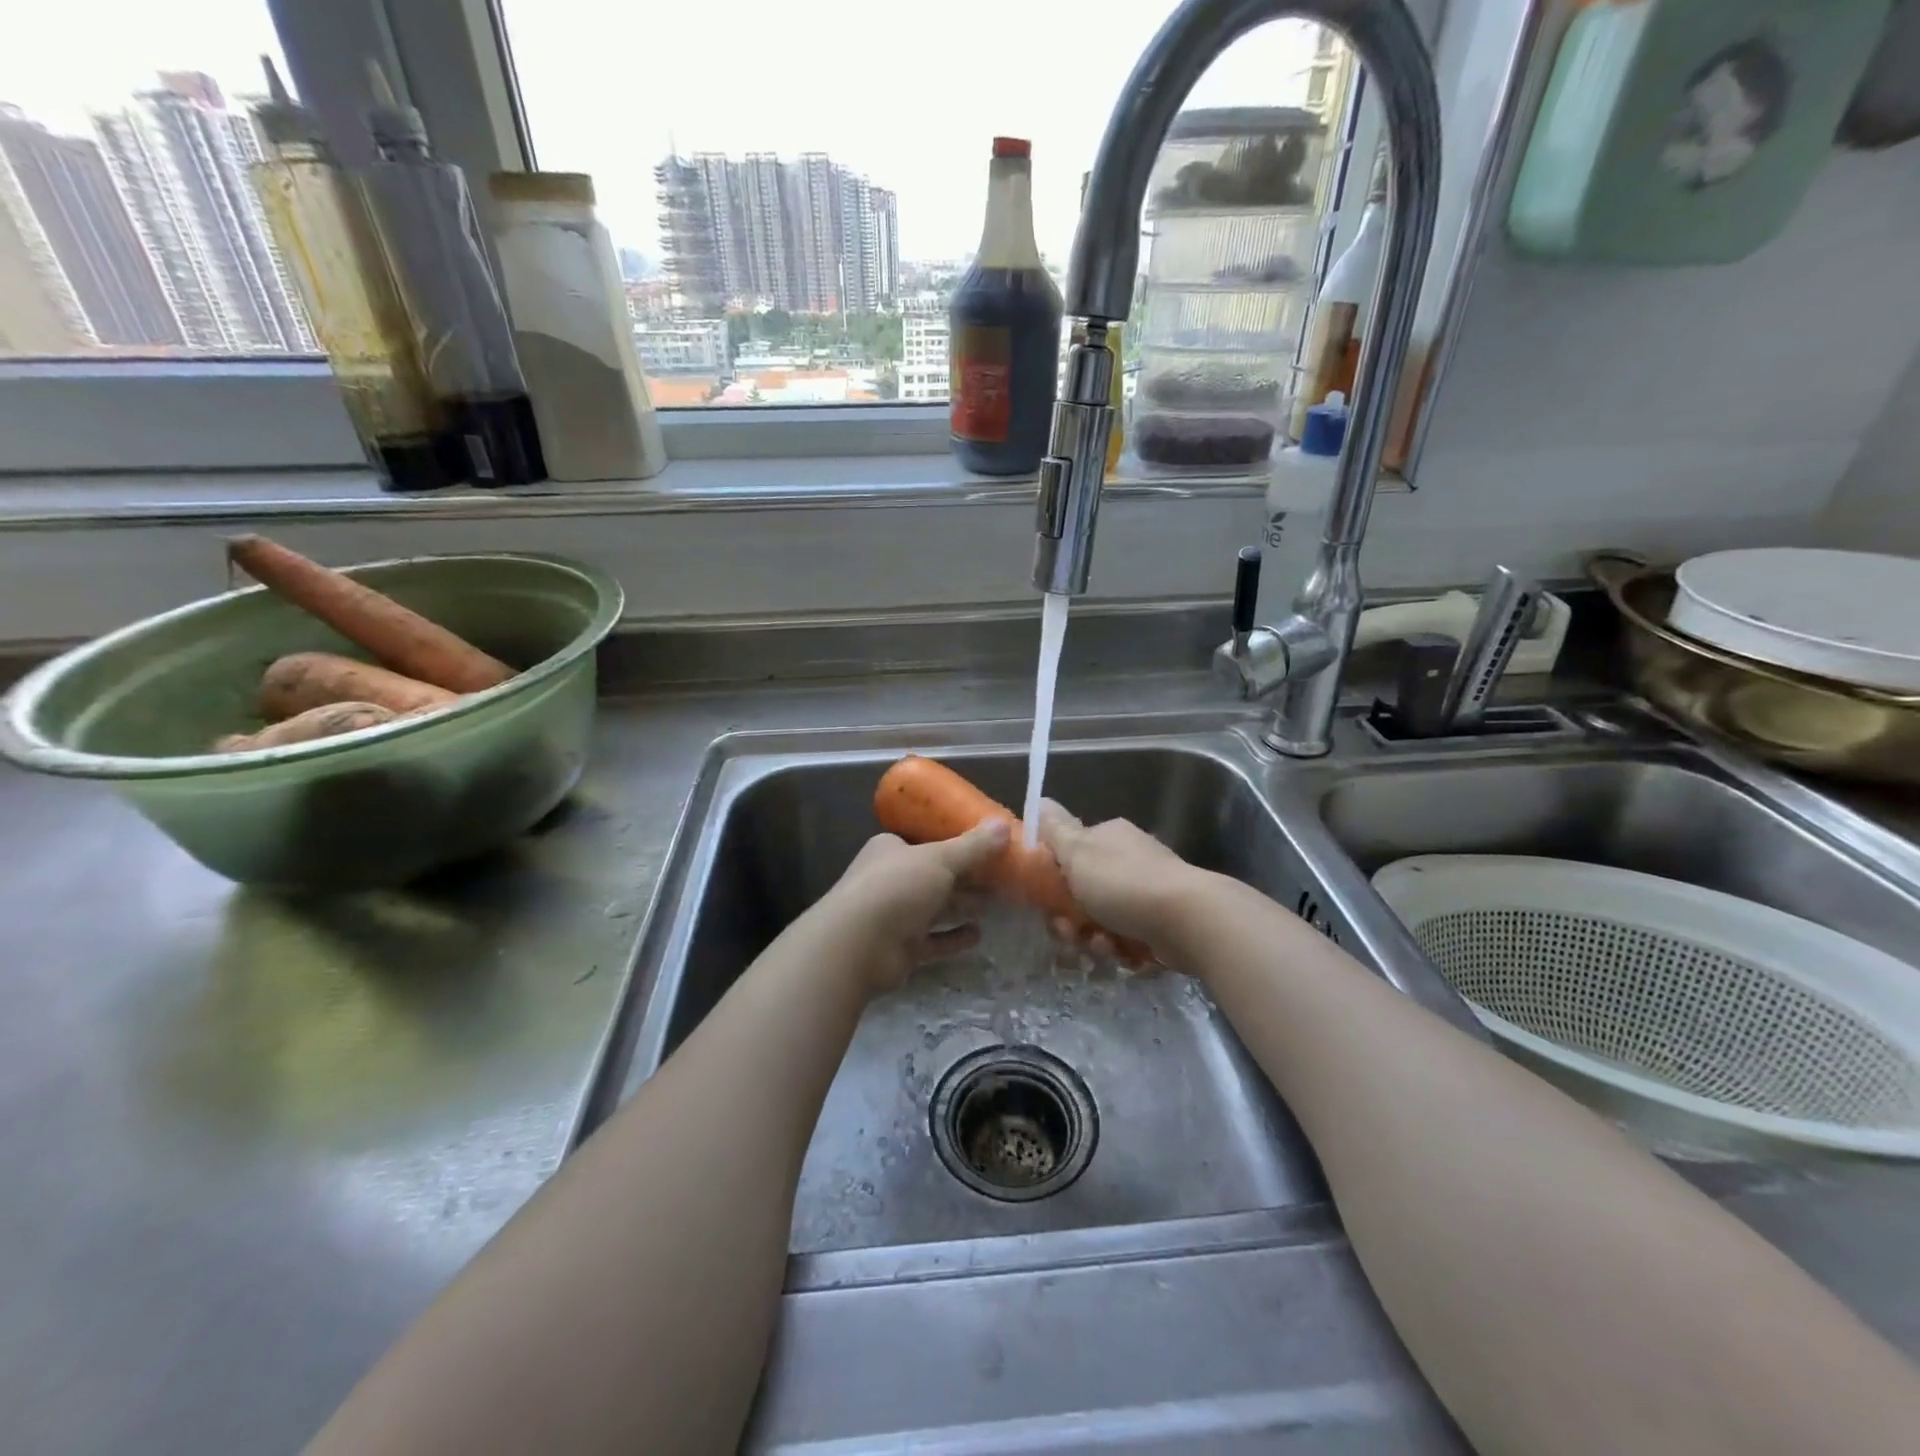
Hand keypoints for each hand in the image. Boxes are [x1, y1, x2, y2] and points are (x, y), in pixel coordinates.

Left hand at [818, 821, 1009, 993]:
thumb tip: (1004, 825)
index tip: (988, 847)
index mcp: (891, 850)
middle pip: (934, 877)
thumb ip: (973, 846)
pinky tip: (978, 936)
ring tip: (995, 905)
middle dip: (966, 879)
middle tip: (1002, 878)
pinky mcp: (900, 948)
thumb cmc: (897, 887)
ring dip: (962, 907)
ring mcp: (893, 916)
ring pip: (935, 909)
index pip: (926, 843)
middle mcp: (890, 880)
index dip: (956, 844)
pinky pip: (933, 941)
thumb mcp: (940, 859)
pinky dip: (953, 938)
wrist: (858, 945)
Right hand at [1036, 801, 1200, 958]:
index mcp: (1108, 837)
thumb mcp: (1078, 851)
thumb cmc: (1124, 882)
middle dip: (1071, 919)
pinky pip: (1127, 939)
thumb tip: (1040, 799)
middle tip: (1069, 934)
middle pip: (1083, 893)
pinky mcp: (1161, 924)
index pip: (1069, 855)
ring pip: (1103, 920)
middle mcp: (1128, 860)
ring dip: (1094, 939)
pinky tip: (1123, 954)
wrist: (1188, 919)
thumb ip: (1055, 829)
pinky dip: (1120, 949)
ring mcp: (1147, 892)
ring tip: (1102, 948)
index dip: (1052, 880)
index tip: (1045, 901)